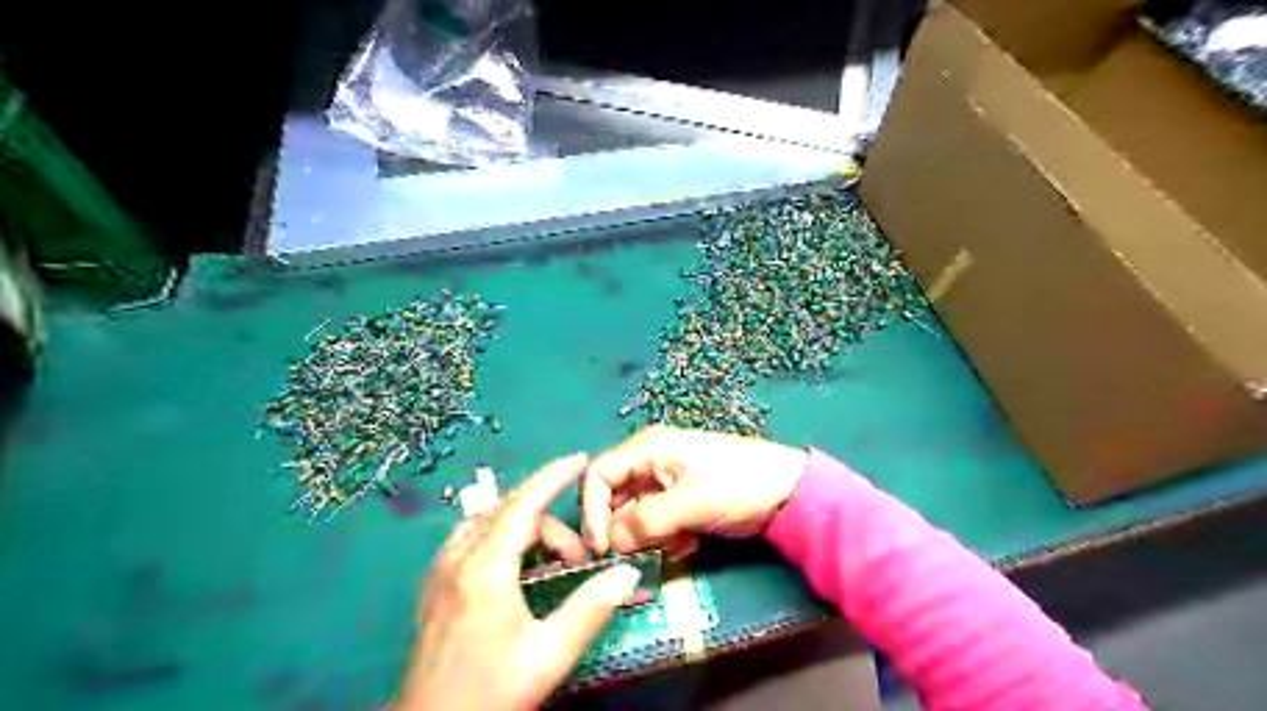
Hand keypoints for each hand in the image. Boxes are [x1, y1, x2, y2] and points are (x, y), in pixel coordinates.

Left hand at [398, 454, 644, 710]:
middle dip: (551, 525)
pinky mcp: (434, 584)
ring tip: (553, 561)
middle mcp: (458, 558)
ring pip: (489, 523)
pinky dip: (502, 536)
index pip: (524, 504)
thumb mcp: (548, 656)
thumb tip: (628, 573)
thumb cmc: (489, 693)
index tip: (580, 459)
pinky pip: (472, 537)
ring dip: (526, 530)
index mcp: (485, 568)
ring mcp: (440, 569)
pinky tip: (517, 564)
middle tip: (579, 560)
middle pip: (510, 514)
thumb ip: (590, 609)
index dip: (554, 477)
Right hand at [581, 429, 806, 555]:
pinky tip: (688, 544)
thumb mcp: (691, 502)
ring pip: (634, 514)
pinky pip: (655, 522)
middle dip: (621, 530)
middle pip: (613, 498)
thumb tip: (610, 544)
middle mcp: (649, 461)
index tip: (603, 548)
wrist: (789, 491)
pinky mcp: (679, 500)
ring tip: (674, 547)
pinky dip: (664, 537)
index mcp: (647, 448)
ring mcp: (665, 481)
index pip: (598, 476)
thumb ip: (646, 521)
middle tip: (636, 558)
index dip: (592, 511)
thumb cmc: (738, 485)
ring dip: (646, 537)